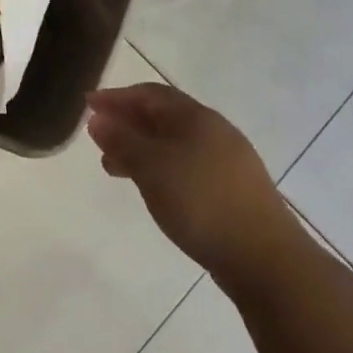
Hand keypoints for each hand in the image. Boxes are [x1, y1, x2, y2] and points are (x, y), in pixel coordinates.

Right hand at [86, 83, 297, 277]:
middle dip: (127, 122)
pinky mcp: (232, 188)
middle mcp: (213, 130)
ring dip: (141, 148)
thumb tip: (98, 119)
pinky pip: (186, 164)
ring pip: (174, 143)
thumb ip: (122, 141)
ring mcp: (227, 160)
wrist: (264, 258)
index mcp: (195, 117)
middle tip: (98, 137)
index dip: (117, 97)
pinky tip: (151, 187)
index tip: (88, 104)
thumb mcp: (151, 168)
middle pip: (163, 116)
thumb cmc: (200, 201)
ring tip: (113, 167)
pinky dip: (160, 167)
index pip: (149, 94)